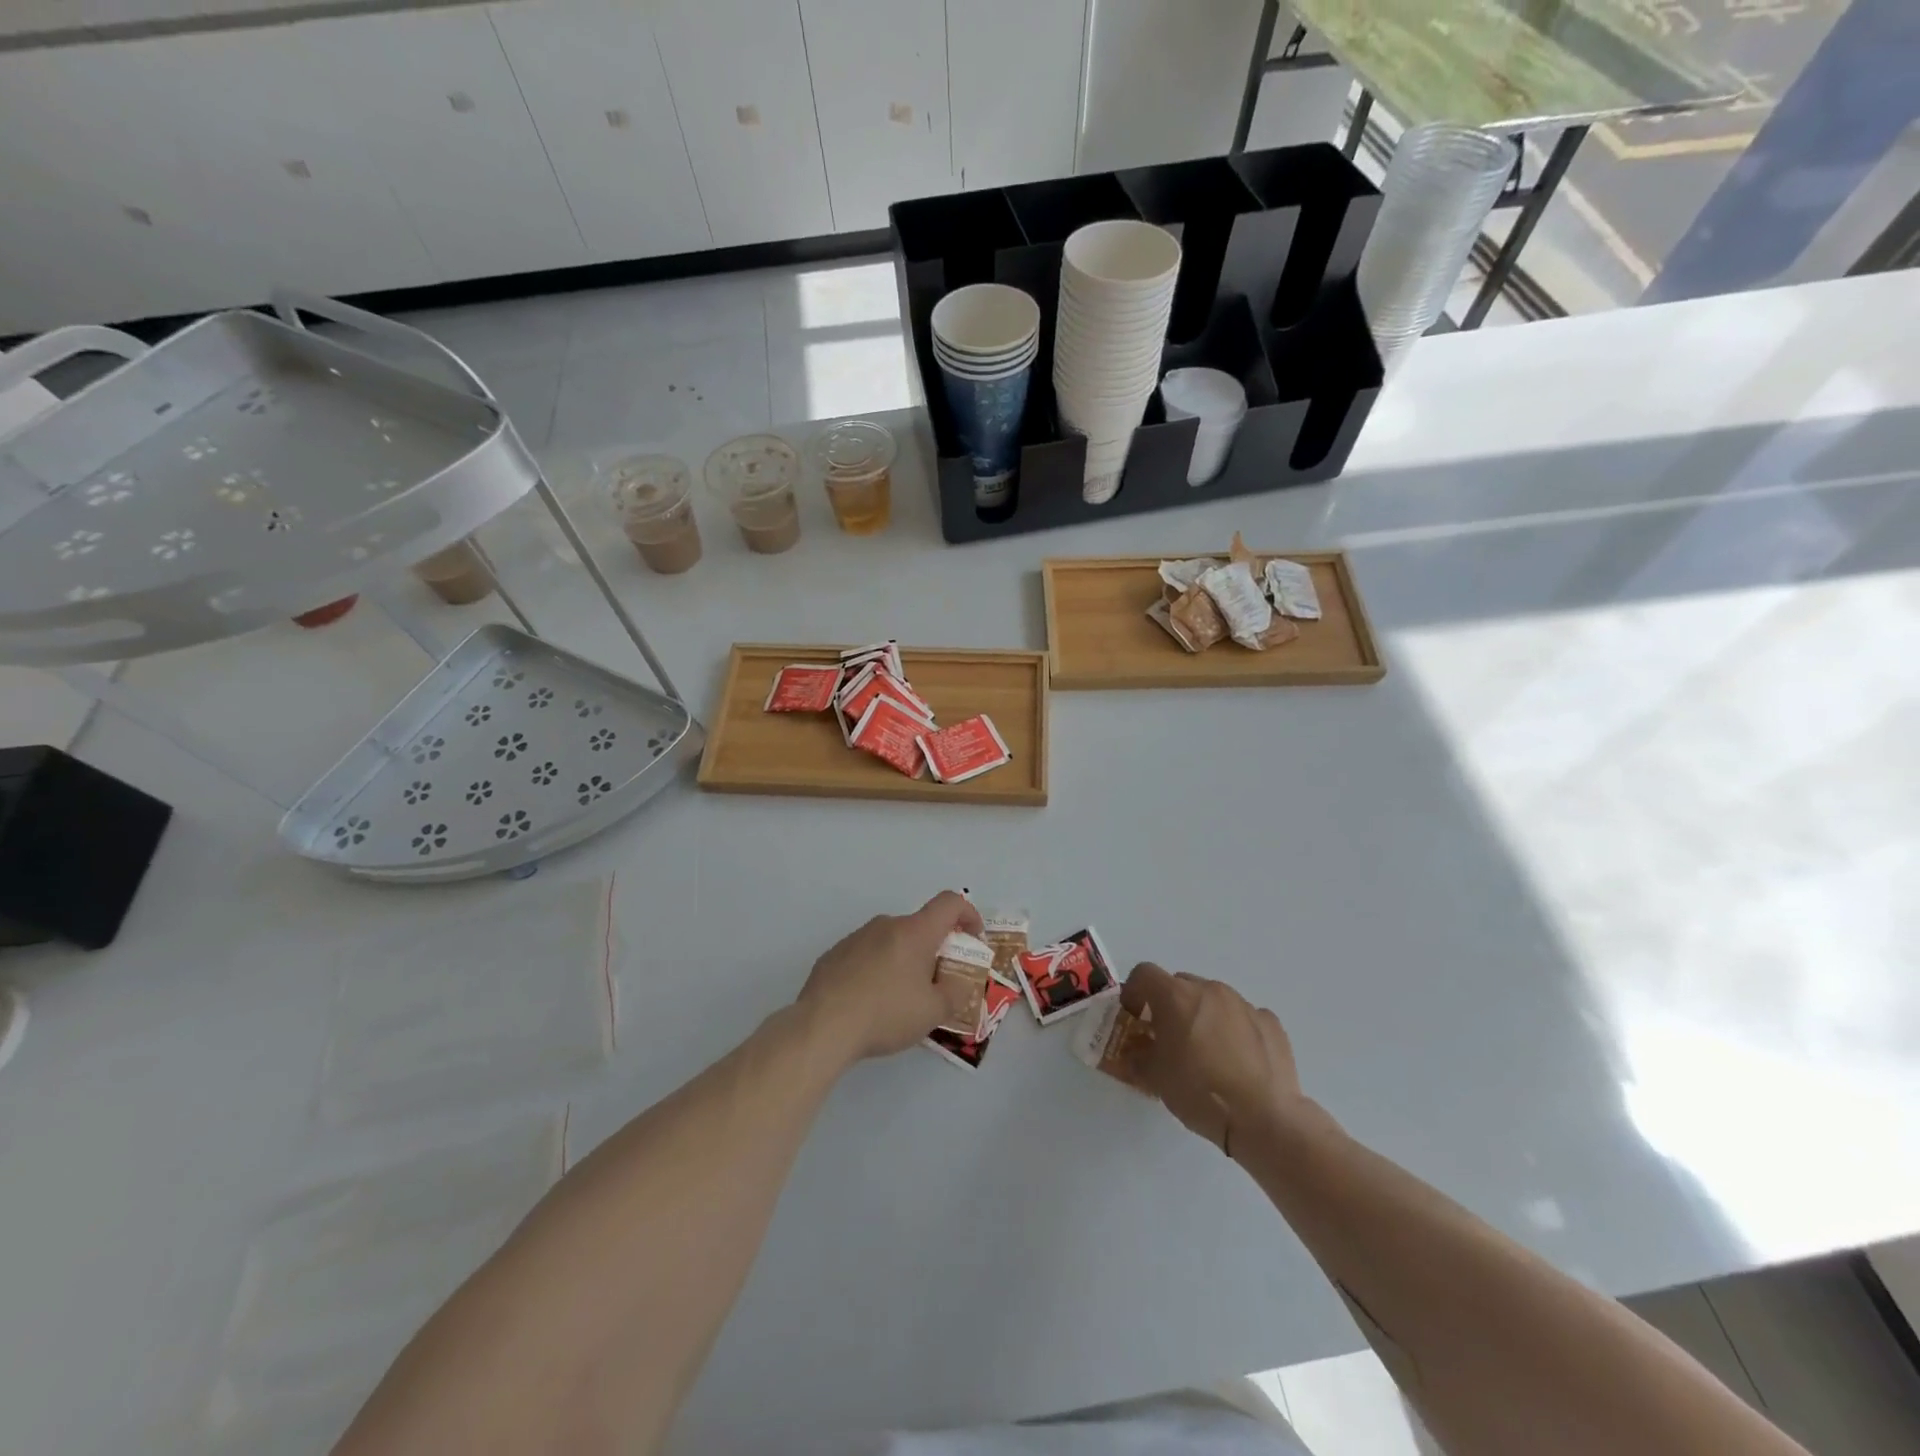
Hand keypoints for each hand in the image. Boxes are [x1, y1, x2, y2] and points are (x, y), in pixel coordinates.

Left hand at [797, 891, 983, 1063]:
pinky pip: (866, 954)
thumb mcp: (933, 1012)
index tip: (973, 938)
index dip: (968, 914)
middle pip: (919, 927)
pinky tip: (869, 1001)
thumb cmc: (886, 1014)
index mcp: (915, 932)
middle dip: (933, 949)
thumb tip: (958, 983)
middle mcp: (886, 925)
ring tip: (899, 998)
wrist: (822, 1025)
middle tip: (935, 982)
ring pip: (891, 941)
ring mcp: (856, 937)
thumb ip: (955, 993)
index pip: (950, 903)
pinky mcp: (834, 954)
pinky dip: (876, 969)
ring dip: (903, 960)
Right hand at [1121, 963, 1307, 1154]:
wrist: (1264, 1118)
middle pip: (1180, 984)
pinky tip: (1239, 1061)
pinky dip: (1235, 1030)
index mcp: (1176, 996)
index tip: (1134, 1017)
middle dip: (1170, 1005)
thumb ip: (1137, 1056)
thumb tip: (1135, 1051)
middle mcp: (1209, 990)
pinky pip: (1243, 1017)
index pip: (1144, 974)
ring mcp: (1243, 1004)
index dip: (1133, 992)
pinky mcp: (1270, 1022)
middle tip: (1169, 1038)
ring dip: (1203, 1016)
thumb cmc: (1200, 1092)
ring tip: (1208, 1053)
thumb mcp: (1155, 1078)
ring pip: (1213, 999)